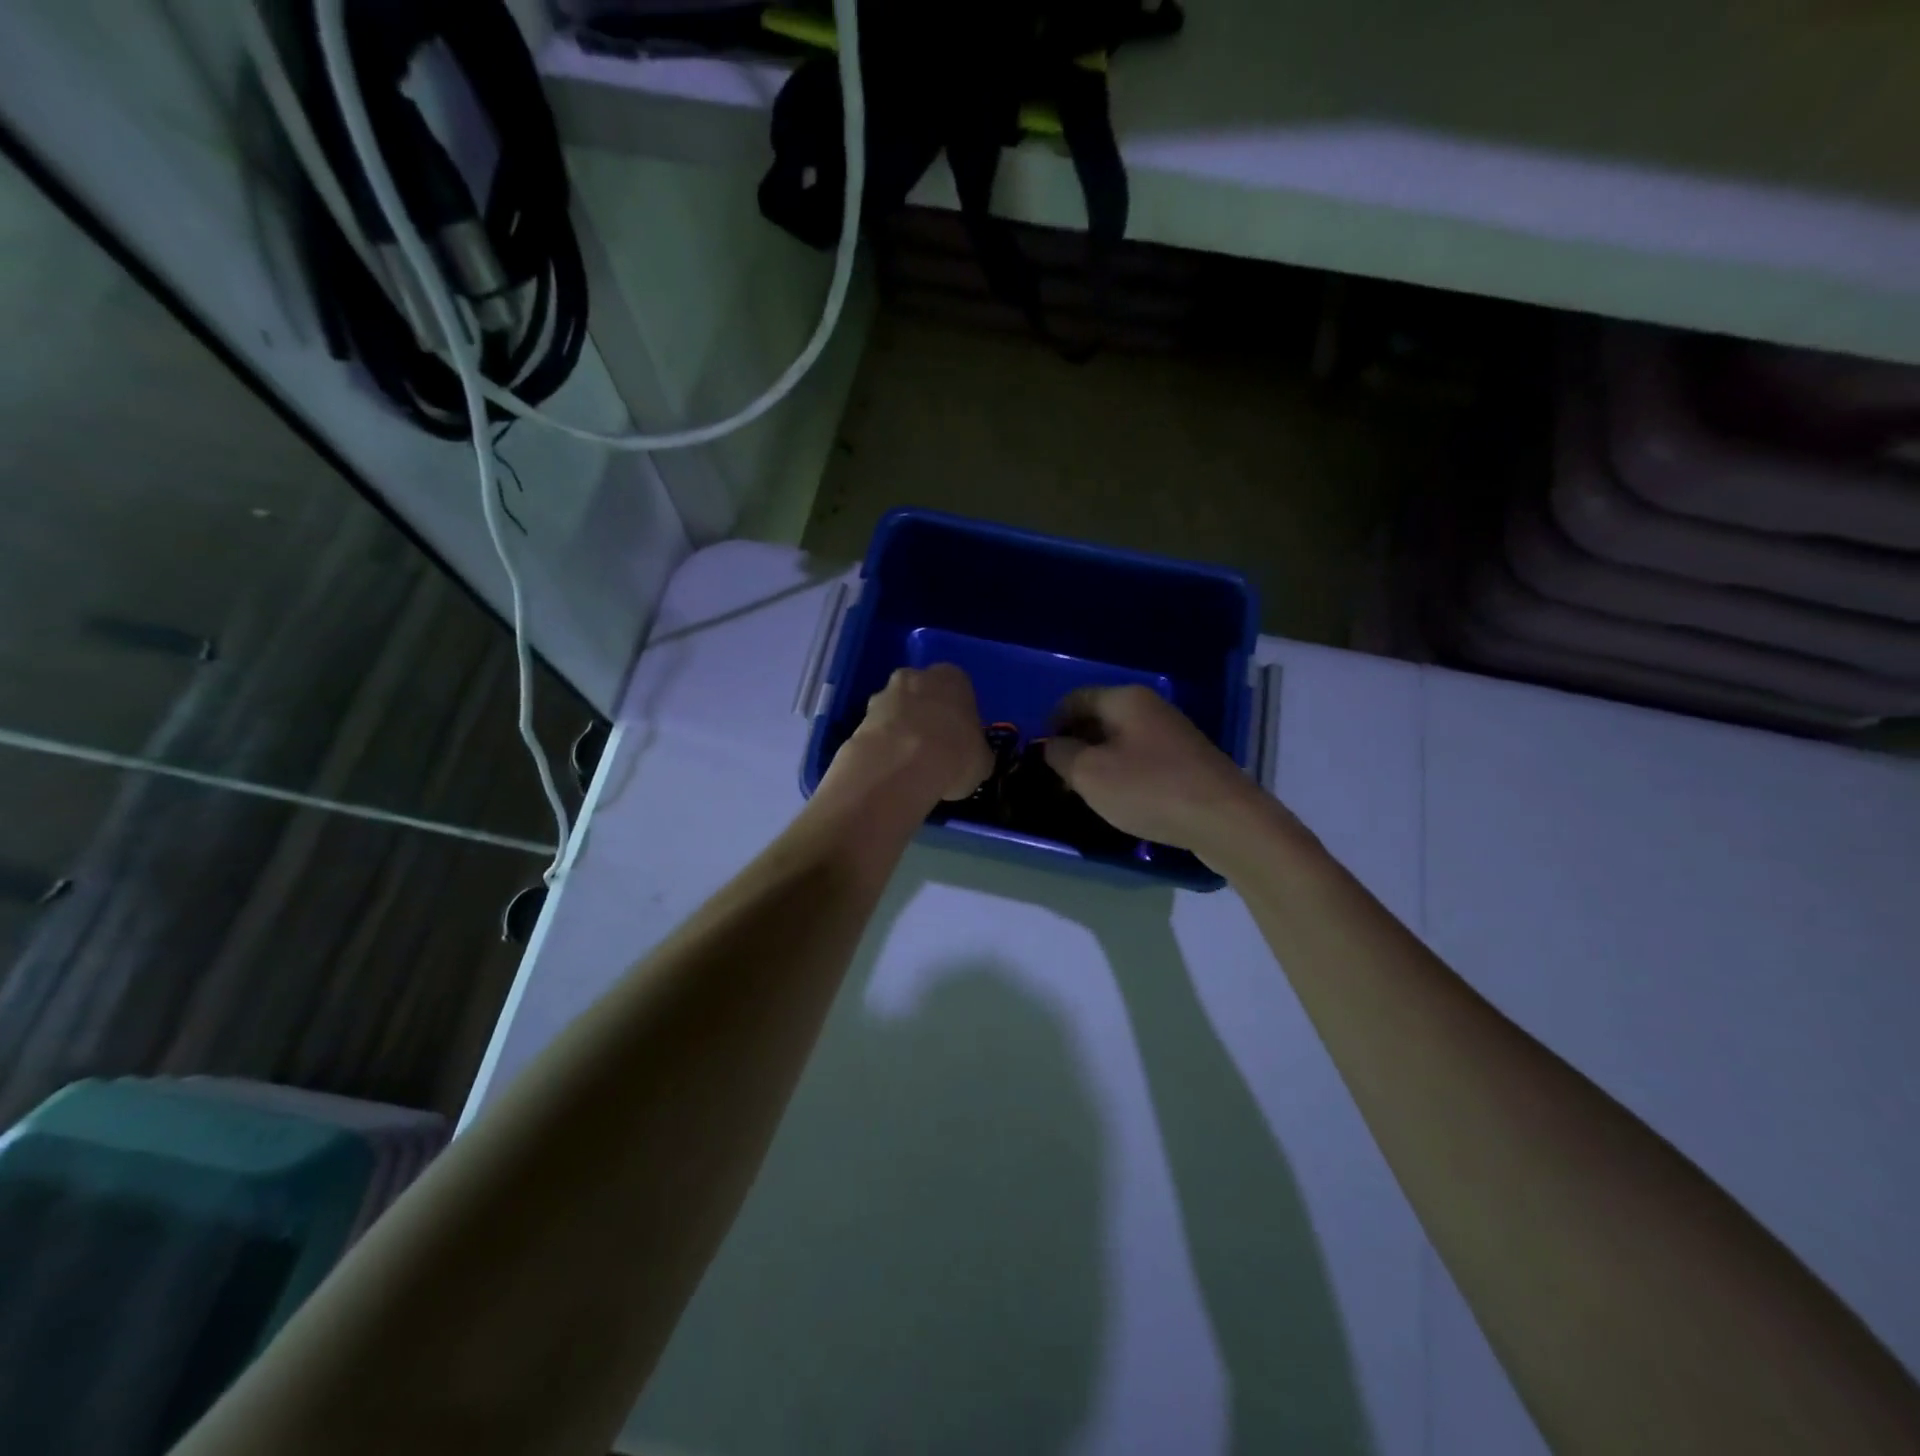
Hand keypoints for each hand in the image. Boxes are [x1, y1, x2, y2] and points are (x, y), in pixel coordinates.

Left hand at [833, 664, 994, 804]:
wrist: (902, 766)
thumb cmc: (955, 755)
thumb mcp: (982, 760)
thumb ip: (976, 751)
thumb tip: (972, 759)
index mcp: (953, 678)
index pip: (959, 690)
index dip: (959, 716)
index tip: (959, 740)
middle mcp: (916, 676)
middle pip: (923, 694)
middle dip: (926, 716)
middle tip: (933, 749)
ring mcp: (884, 694)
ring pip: (896, 710)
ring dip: (901, 730)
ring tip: (909, 765)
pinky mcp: (859, 717)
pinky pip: (877, 731)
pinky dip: (882, 746)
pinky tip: (890, 770)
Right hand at [1044, 686, 1276, 856]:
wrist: (1225, 819)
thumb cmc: (1149, 789)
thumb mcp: (1089, 774)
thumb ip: (1060, 754)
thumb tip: (1051, 745)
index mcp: (1124, 700)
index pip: (1074, 699)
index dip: (1051, 723)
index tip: (1039, 754)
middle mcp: (1150, 707)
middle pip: (1098, 718)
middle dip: (1074, 743)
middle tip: (1058, 777)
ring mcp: (1172, 733)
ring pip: (1120, 740)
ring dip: (1098, 761)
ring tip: (1085, 792)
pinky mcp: (1187, 760)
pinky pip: (1142, 758)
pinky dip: (1123, 773)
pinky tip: (1121, 799)